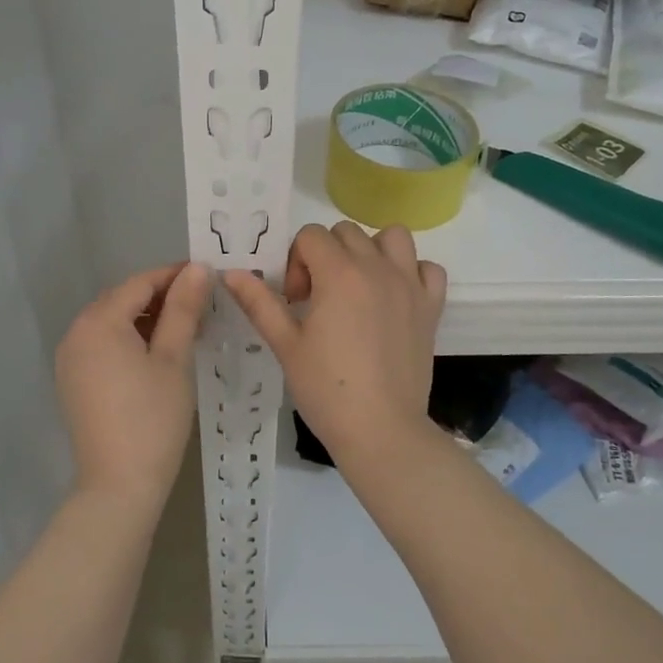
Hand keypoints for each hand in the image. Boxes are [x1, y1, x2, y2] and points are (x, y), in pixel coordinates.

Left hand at [55, 261, 213, 513]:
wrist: (119, 485)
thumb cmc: (153, 418)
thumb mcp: (174, 358)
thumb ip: (184, 308)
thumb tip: (197, 269)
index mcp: (98, 322)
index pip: (139, 283)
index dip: (174, 275)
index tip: (208, 276)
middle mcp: (76, 333)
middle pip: (122, 299)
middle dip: (161, 296)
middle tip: (201, 304)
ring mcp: (70, 359)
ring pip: (111, 322)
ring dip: (145, 318)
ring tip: (185, 328)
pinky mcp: (73, 382)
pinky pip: (102, 345)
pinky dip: (128, 340)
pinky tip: (157, 353)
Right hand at [224, 222, 446, 461]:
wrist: (381, 431)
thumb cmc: (327, 389)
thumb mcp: (285, 345)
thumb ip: (259, 302)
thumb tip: (231, 273)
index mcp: (339, 274)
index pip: (311, 236)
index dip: (295, 262)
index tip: (295, 300)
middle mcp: (378, 268)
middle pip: (347, 232)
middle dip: (326, 254)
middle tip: (318, 297)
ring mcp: (410, 285)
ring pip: (393, 237)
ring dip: (372, 251)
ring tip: (359, 285)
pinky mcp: (431, 307)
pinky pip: (429, 268)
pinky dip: (412, 273)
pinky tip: (395, 297)